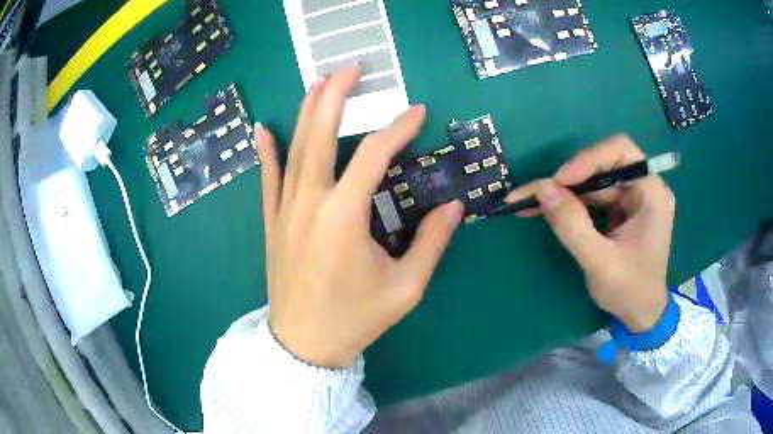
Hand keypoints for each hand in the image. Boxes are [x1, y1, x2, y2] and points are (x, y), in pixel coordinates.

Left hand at [255, 65, 463, 368]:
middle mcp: (310, 202)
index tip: (417, 113)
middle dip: (337, 96)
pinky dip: (266, 152)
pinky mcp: (272, 222)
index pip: (374, 154)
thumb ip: (432, 243)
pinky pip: (268, 179)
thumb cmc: (355, 318)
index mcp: (344, 216)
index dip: (398, 128)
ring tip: (319, 82)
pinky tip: (263, 128)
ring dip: (306, 111)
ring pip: (293, 149)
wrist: (304, 344)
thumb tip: (455, 207)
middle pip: (320, 134)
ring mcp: (285, 210)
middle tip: (352, 69)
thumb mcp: (405, 287)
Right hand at [505, 135, 674, 332]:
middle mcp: (644, 188)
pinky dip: (570, 204)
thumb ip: (572, 225)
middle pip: (603, 165)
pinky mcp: (621, 211)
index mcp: (651, 193)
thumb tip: (541, 188)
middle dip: (569, 179)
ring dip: (564, 192)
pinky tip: (547, 210)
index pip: (621, 151)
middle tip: (537, 194)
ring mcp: (632, 199)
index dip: (589, 158)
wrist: (641, 315)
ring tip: (529, 202)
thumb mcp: (600, 262)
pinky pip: (593, 198)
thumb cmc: (630, 291)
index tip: (561, 181)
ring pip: (593, 181)